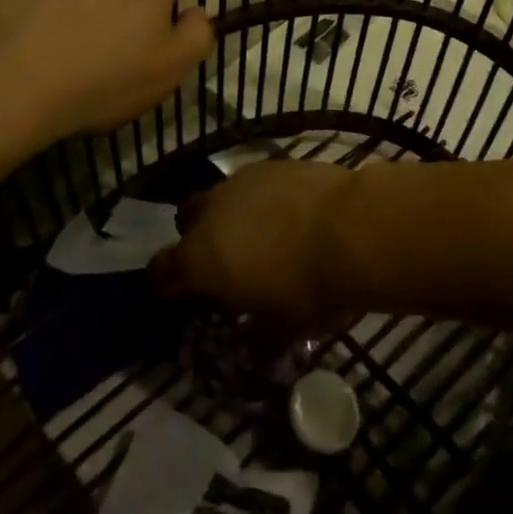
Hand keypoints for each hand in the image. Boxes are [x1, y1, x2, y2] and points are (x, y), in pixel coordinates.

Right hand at [150, 161, 354, 329]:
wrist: (351, 228)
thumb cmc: (309, 288)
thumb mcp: (284, 328)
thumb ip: (260, 338)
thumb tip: (255, 349)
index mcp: (200, 260)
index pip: (161, 271)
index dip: (167, 284)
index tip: (181, 294)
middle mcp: (209, 214)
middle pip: (186, 222)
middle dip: (196, 239)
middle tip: (224, 261)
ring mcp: (239, 182)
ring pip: (218, 197)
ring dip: (229, 216)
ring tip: (260, 235)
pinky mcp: (270, 164)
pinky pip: (252, 183)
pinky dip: (260, 199)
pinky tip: (287, 213)